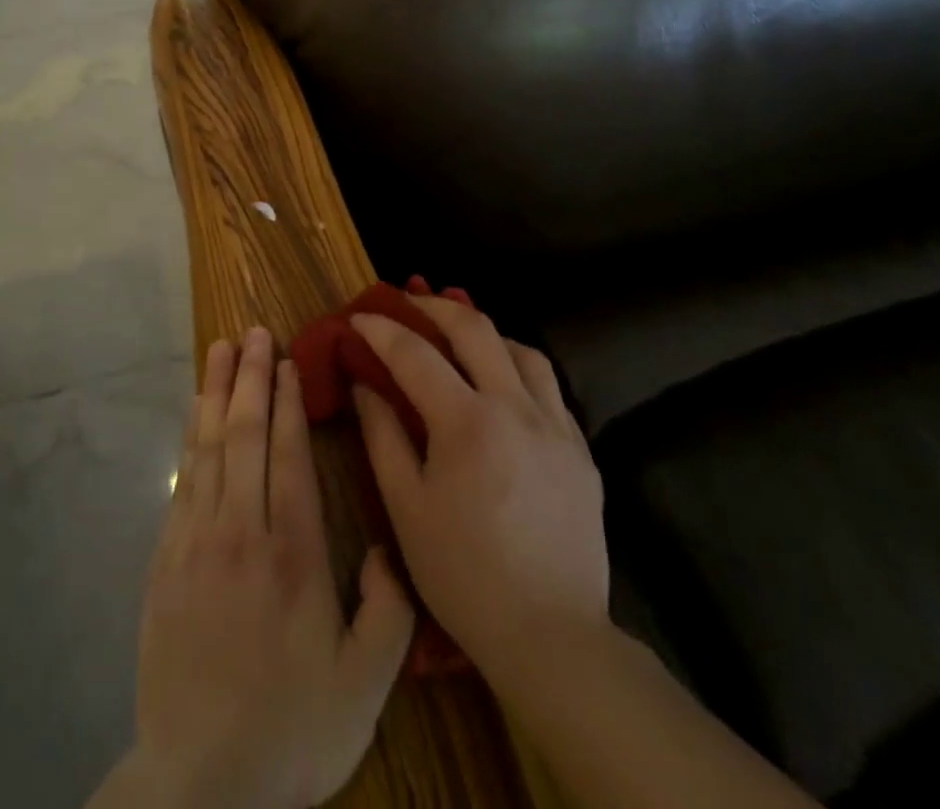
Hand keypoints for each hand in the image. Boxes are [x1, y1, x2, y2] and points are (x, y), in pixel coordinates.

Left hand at [107, 327, 415, 808]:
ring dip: (215, 392)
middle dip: (250, 376)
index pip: (288, 454)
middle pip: (244, 434)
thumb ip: (388, 611)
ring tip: (220, 349)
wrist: (199, 786)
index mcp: (293, 554)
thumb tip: (382, 545)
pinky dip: (191, 437)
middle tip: (253, 331)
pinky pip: (183, 479)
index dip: (288, 400)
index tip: (287, 359)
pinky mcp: (166, 559)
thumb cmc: (291, 731)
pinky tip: (196, 413)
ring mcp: (196, 541)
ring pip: (208, 447)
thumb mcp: (365, 687)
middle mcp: (241, 531)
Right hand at [350, 298, 607, 687]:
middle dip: (434, 307)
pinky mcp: (581, 450)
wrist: (551, 636)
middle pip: (475, 328)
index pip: (416, 354)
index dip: (382, 329)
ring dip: (484, 333)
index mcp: (468, 423)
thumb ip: (382, 435)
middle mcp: (516, 408)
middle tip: (407, 302)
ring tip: (459, 340)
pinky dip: (517, 368)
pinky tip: (502, 387)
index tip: (358, 317)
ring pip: (522, 350)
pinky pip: (548, 387)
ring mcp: (556, 427)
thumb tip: (364, 384)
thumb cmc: (463, 574)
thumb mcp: (405, 507)